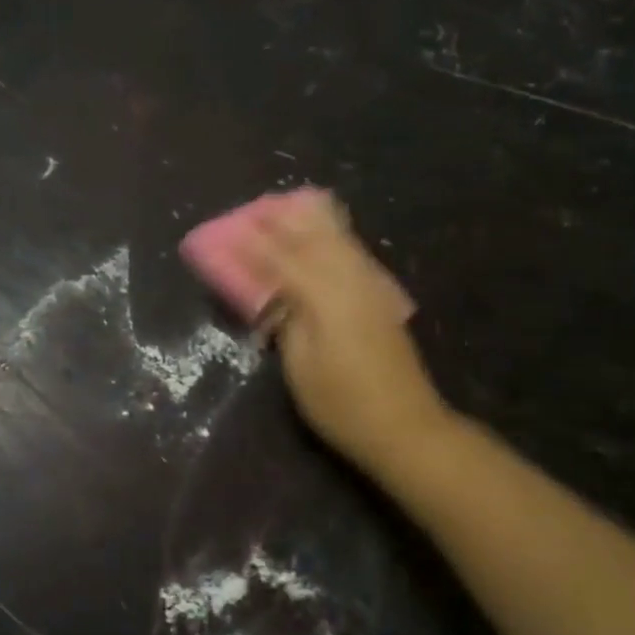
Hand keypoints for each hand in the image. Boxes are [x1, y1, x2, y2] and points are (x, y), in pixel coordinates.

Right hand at [238, 196, 451, 476]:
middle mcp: (351, 282)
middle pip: (314, 238)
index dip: (254, 244)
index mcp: (326, 299)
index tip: (228, 230)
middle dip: (283, 221)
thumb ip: (285, 321)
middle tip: (255, 209)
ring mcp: (371, 288)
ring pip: (338, 240)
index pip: (283, 260)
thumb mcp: (300, 367)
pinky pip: (352, 253)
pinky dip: (333, 236)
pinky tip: (325, 233)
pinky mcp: (381, 299)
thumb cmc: (342, 404)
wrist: (406, 427)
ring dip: (310, 221)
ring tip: (286, 207)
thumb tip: (273, 292)